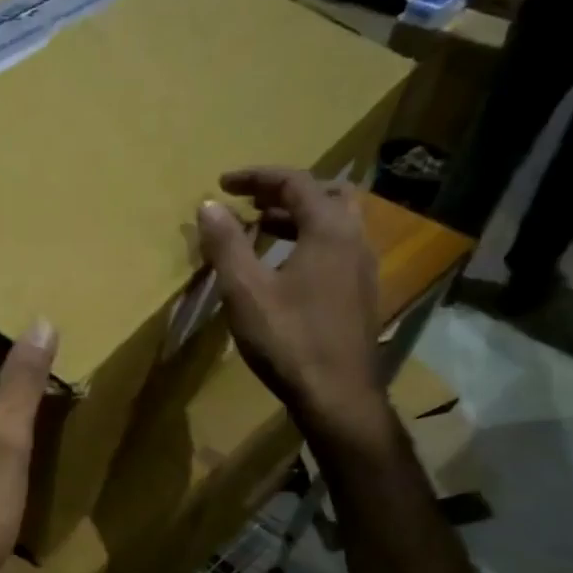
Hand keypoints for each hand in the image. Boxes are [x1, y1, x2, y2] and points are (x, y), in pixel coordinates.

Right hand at [196, 168, 389, 448]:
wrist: (337, 395)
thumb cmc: (288, 338)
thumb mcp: (244, 289)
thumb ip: (226, 243)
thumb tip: (209, 205)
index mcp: (330, 231)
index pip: (296, 183)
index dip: (258, 177)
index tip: (223, 183)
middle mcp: (355, 240)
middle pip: (327, 195)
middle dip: (286, 191)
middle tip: (251, 201)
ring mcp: (363, 268)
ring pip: (335, 222)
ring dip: (298, 216)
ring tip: (260, 228)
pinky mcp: (361, 293)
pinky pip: (336, 247)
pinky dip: (308, 240)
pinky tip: (282, 265)